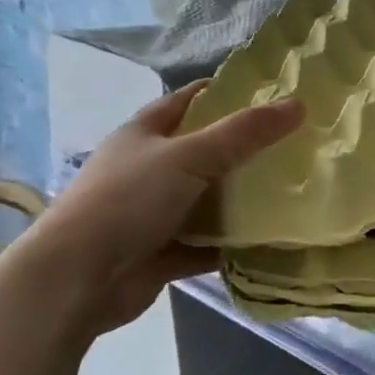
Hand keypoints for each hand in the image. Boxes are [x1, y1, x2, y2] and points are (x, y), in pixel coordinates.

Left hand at [13, 82, 302, 340]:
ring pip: (210, 198)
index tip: (273, 94)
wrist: (75, 280)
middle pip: (206, 151)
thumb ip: (245, 133)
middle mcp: (150, 169)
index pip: (191, 100)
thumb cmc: (128, 201)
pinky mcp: (164, 251)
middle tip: (298, 144)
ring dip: (244, 198)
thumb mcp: (190, 156)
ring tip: (296, 189)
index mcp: (146, 133)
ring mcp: (155, 212)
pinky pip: (209, 242)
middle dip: (247, 148)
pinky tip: (273, 239)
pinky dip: (235, 242)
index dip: (227, 93)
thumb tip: (299, 104)